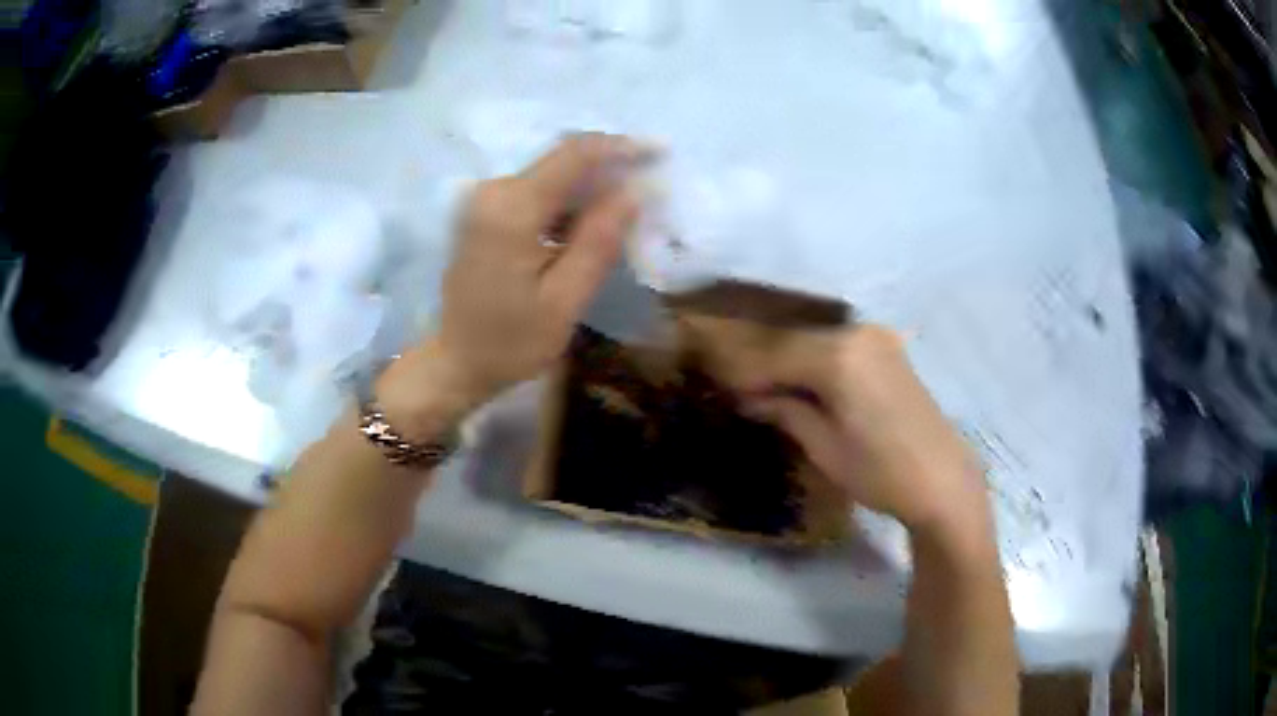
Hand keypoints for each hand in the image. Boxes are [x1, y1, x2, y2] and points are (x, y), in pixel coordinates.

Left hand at [377, 134, 652, 435]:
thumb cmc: (510, 342)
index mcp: (511, 209)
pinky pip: (537, 192)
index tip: (658, 152)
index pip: (574, 155)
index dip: (620, 147)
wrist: (456, 362)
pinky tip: (589, 225)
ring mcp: (485, 200)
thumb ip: (598, 242)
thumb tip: (632, 193)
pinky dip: (568, 202)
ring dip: (590, 188)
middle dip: (609, 168)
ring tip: (626, 211)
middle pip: (562, 160)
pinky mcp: (485, 212)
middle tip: (650, 187)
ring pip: (552, 176)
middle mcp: (493, 191)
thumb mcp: (564, 301)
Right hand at [688, 319, 988, 534]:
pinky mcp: (887, 349)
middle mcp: (856, 334)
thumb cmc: (880, 472)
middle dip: (762, 365)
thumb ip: (784, 411)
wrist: (942, 480)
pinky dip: (814, 362)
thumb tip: (748, 398)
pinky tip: (800, 381)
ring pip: (815, 342)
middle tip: (736, 389)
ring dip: (788, 362)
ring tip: (762, 388)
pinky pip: (838, 347)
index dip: (742, 372)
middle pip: (793, 341)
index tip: (718, 387)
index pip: (774, 355)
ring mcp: (876, 338)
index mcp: (838, 356)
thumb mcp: (823, 446)